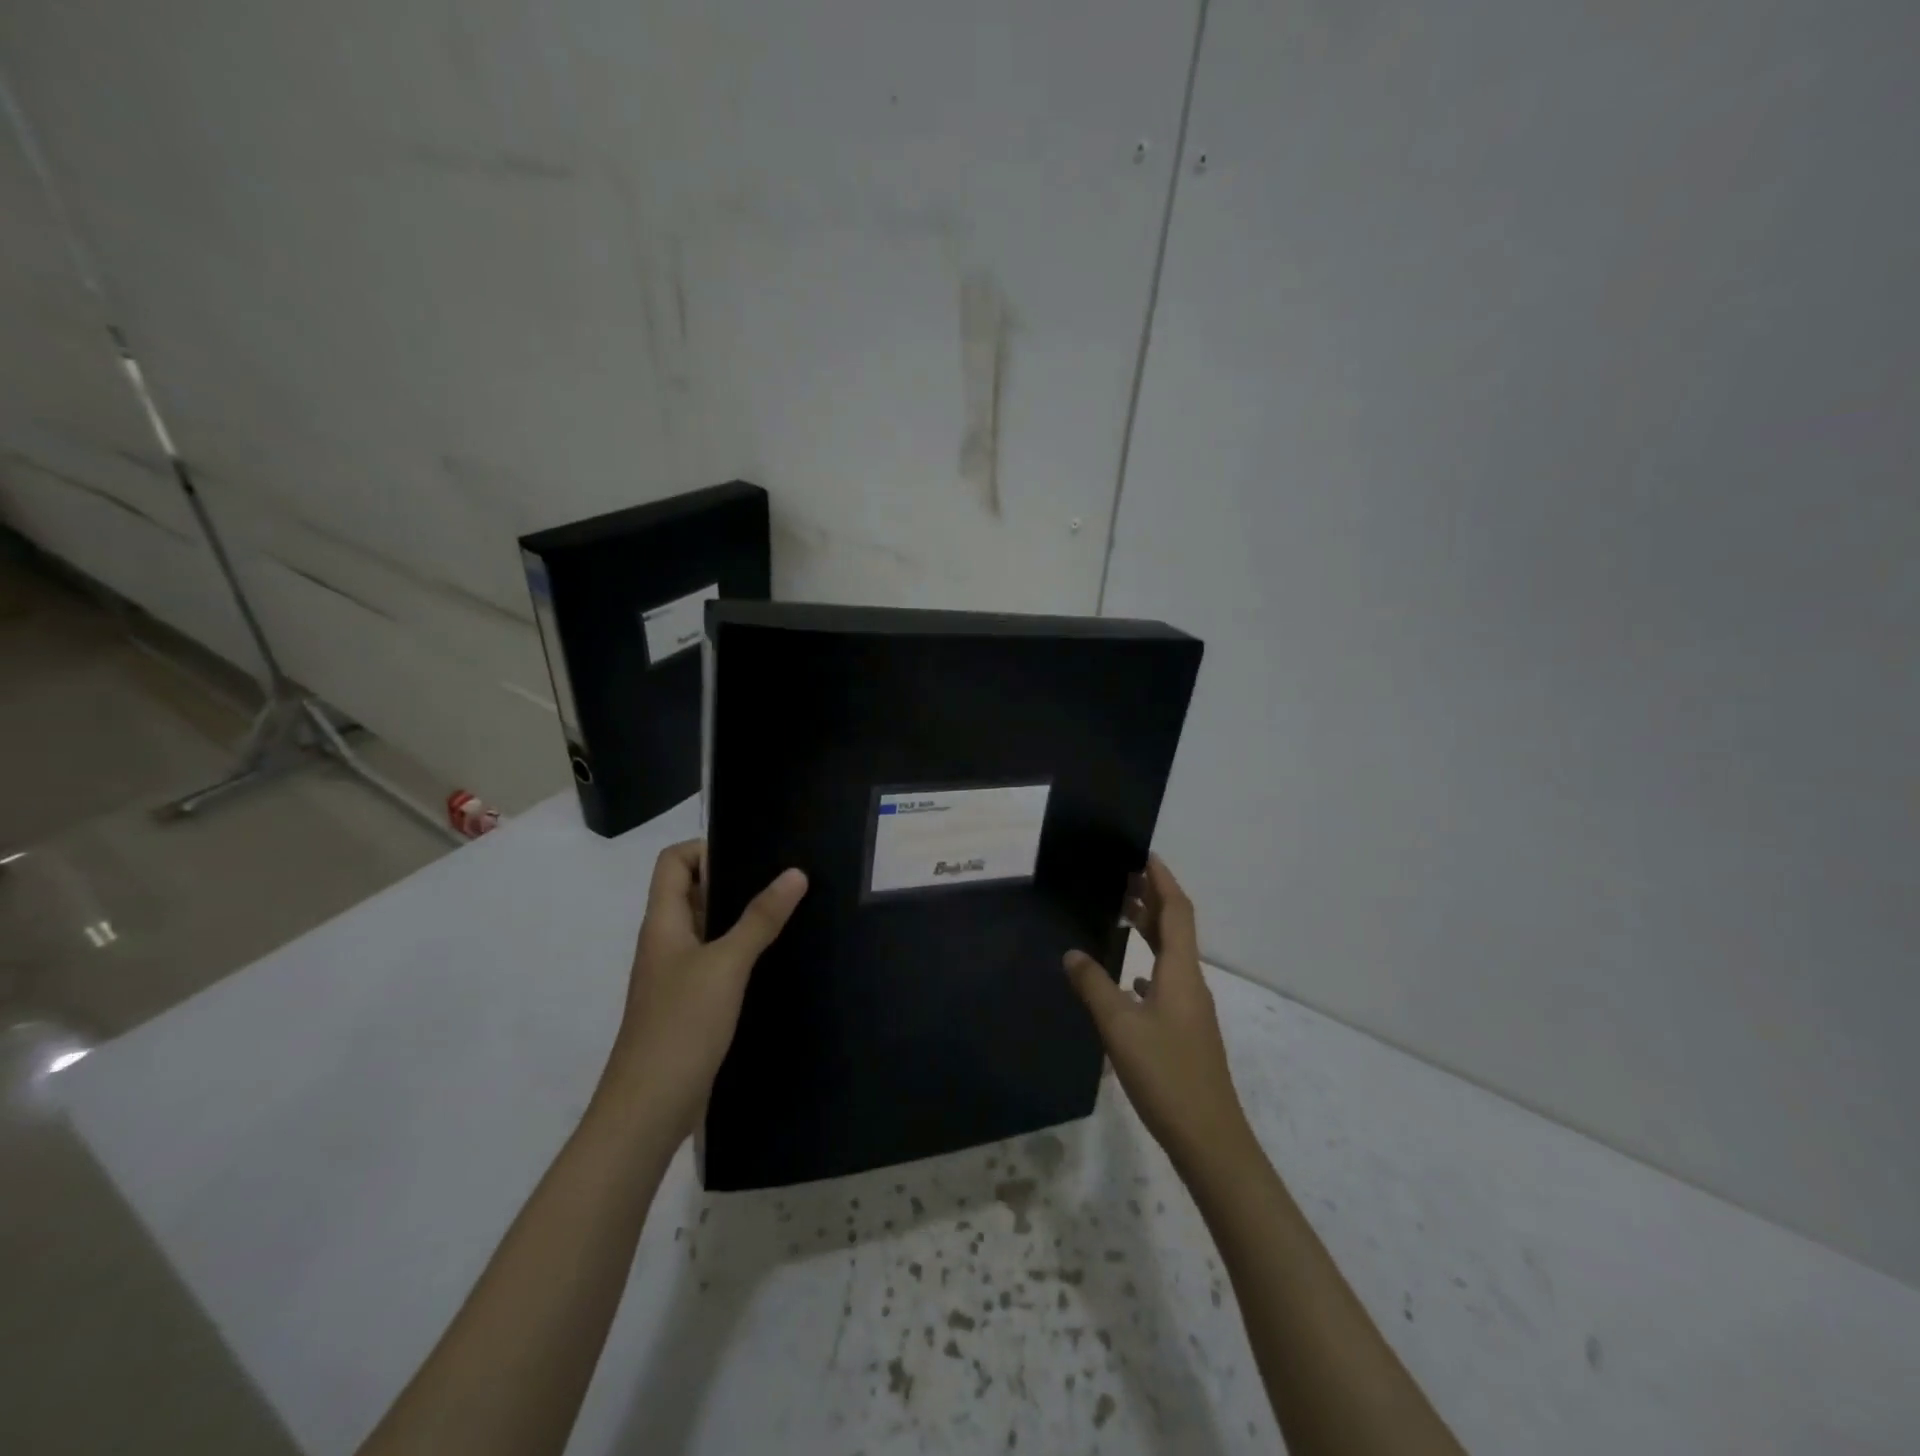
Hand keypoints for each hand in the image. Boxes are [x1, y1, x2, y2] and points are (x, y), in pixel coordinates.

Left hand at [604, 840, 806, 1142]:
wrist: (649, 1109)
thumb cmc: (681, 1025)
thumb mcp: (726, 965)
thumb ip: (760, 918)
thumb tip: (795, 873)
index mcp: (664, 923)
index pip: (674, 862)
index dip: (706, 848)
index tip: (754, 852)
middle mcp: (666, 942)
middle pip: (693, 891)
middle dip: (734, 879)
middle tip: (783, 876)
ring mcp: (677, 975)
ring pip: (708, 928)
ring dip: (741, 917)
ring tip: (789, 908)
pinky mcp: (691, 1004)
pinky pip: (716, 962)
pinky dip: (742, 952)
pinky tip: (775, 957)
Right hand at [1064, 856, 1252, 1173]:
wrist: (1209, 1139)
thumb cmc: (1166, 1075)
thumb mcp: (1120, 1027)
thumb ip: (1094, 986)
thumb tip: (1071, 953)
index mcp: (1181, 972)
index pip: (1177, 910)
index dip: (1163, 880)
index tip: (1144, 854)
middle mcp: (1191, 982)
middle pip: (1176, 928)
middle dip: (1153, 898)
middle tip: (1122, 876)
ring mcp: (1191, 1009)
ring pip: (1171, 955)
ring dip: (1150, 929)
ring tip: (1121, 914)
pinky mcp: (1185, 1031)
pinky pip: (1166, 982)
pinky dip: (1148, 965)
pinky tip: (1128, 979)